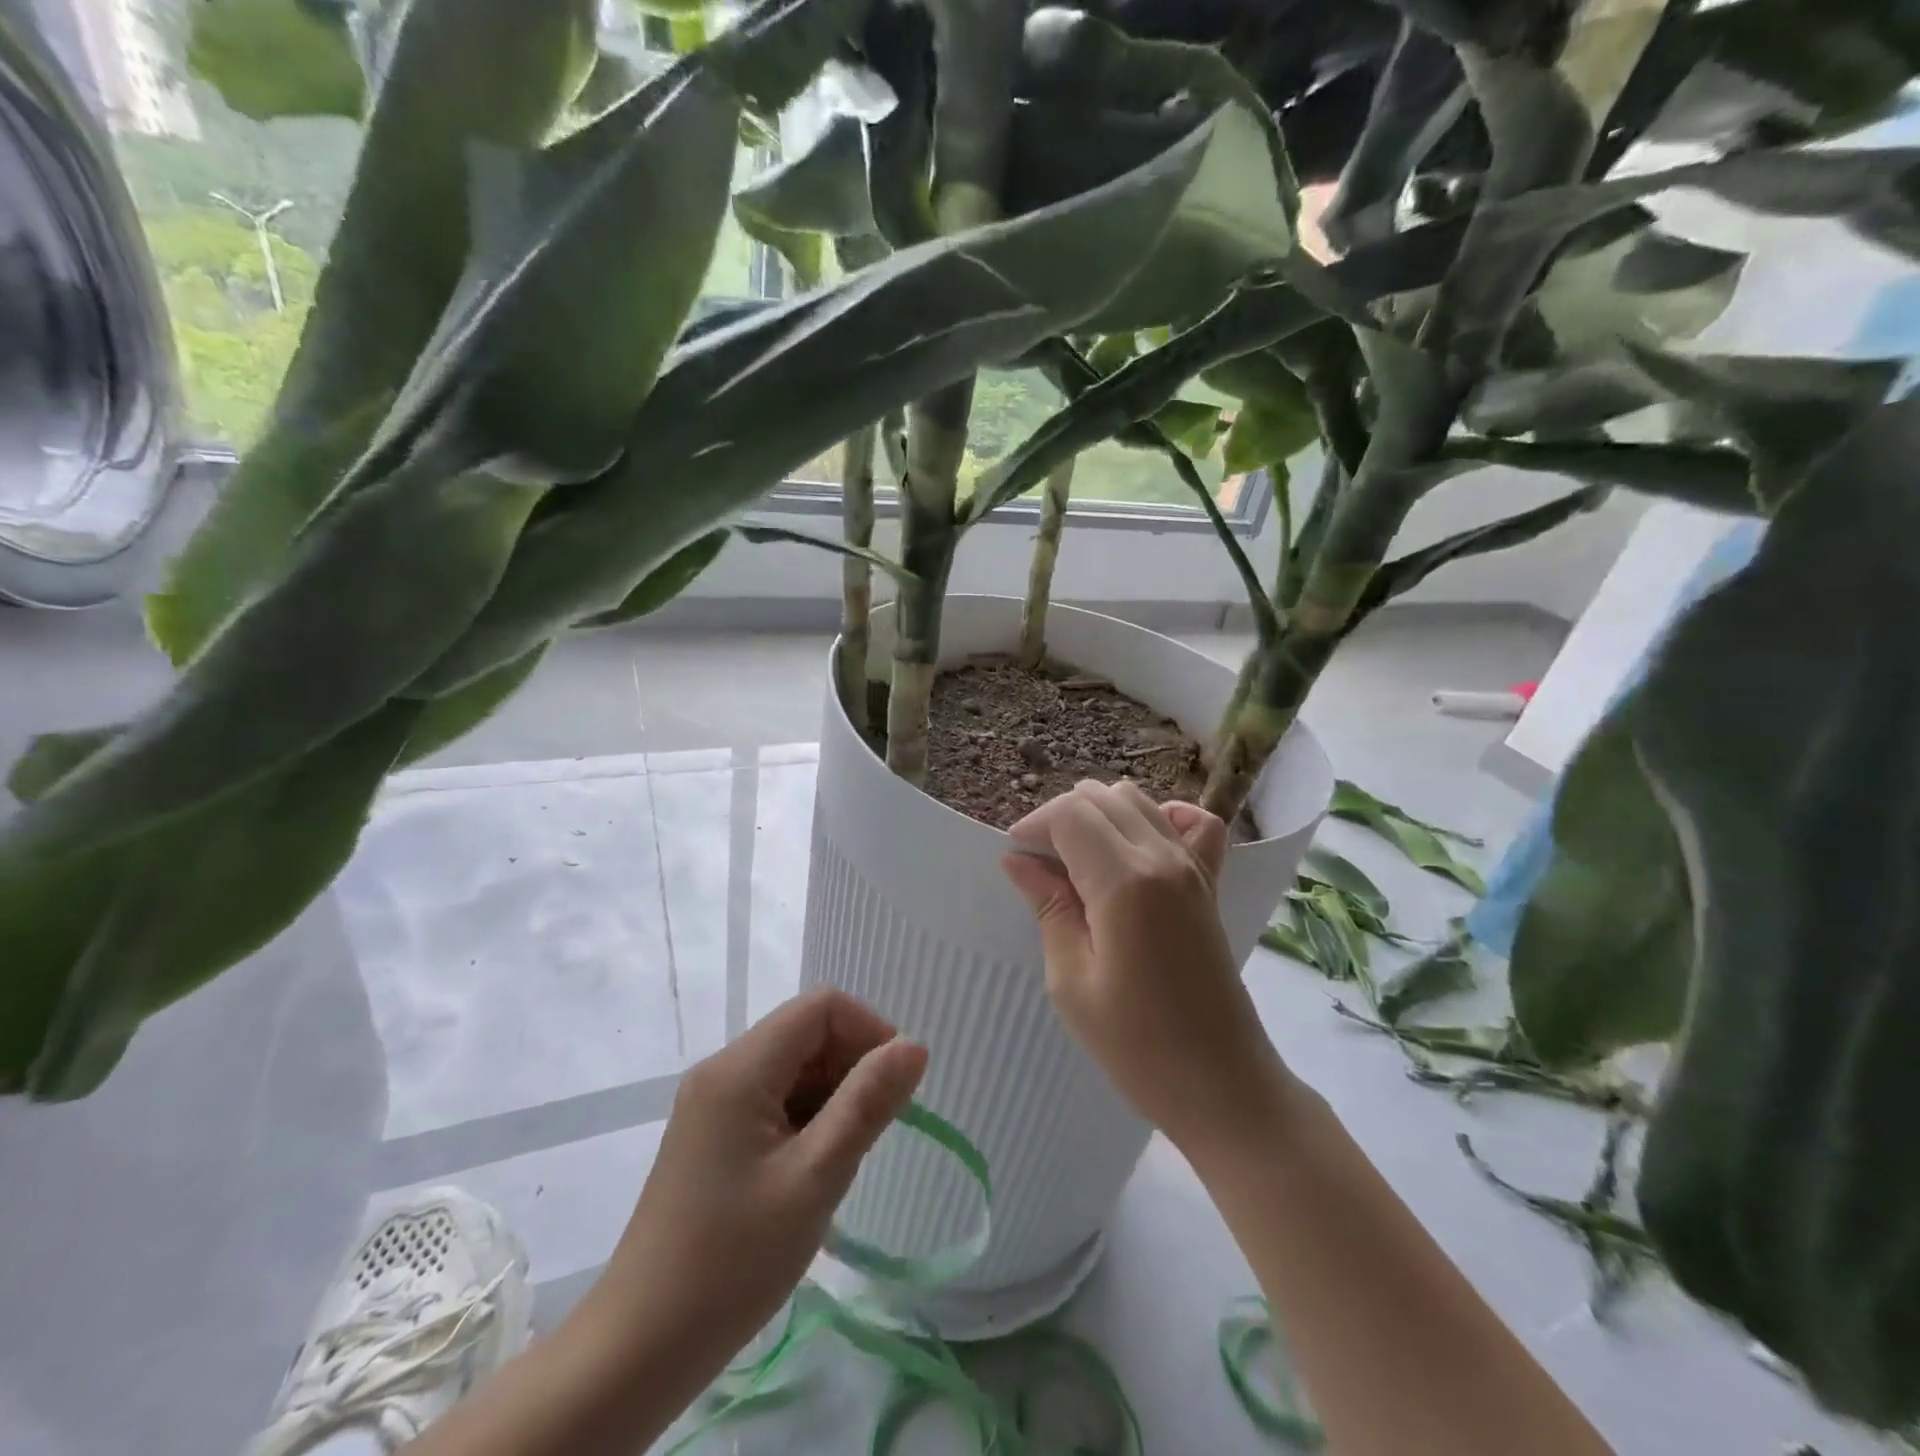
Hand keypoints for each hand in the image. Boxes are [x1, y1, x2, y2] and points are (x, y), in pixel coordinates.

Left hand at [591, 989, 926, 1364]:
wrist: (639, 1350)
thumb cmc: (732, 1263)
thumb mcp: (815, 1179)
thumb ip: (867, 1103)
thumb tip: (914, 1045)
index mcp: (741, 1068)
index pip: (822, 1006)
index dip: (868, 1031)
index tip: (893, 1088)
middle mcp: (723, 1069)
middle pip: (806, 1032)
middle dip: (851, 1066)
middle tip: (868, 1133)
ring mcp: (713, 1102)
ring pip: (793, 1066)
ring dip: (831, 1096)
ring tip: (838, 1161)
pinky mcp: (712, 1133)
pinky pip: (773, 1098)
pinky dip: (806, 1118)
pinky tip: (810, 1171)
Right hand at [1000, 780, 1289, 1150]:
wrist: (1222, 1084)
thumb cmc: (1137, 1046)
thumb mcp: (1072, 981)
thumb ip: (1049, 908)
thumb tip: (1019, 861)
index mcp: (1125, 881)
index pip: (1070, 814)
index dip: (1034, 825)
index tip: (1015, 858)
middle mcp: (1163, 857)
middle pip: (1101, 797)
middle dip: (1061, 818)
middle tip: (1040, 864)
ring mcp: (1194, 866)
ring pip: (1138, 801)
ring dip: (1099, 815)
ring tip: (1077, 859)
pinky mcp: (1210, 882)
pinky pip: (1193, 823)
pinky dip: (1161, 818)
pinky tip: (1138, 846)